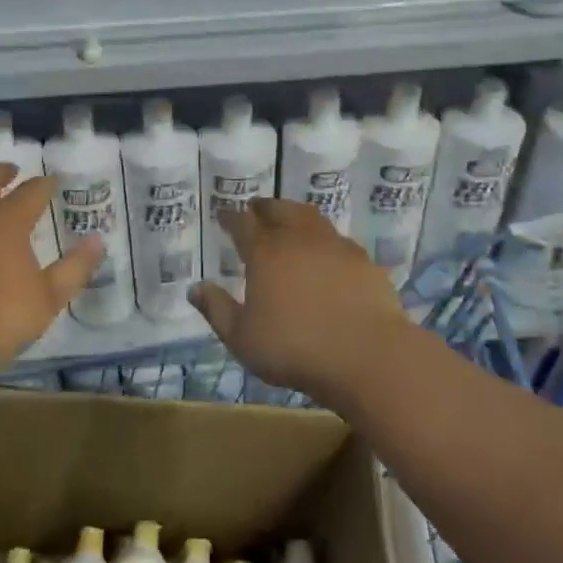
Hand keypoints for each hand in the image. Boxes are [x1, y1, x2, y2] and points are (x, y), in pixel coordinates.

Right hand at [189, 199, 412, 397]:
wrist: (366, 355)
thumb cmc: (294, 348)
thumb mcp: (242, 338)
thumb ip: (217, 310)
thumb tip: (195, 289)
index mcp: (266, 252)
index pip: (243, 223)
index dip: (231, 217)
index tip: (223, 214)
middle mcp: (299, 239)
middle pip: (280, 209)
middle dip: (264, 207)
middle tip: (256, 208)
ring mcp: (335, 246)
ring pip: (311, 218)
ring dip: (295, 214)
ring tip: (289, 221)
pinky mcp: (363, 261)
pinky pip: (337, 240)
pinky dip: (323, 239)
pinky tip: (324, 253)